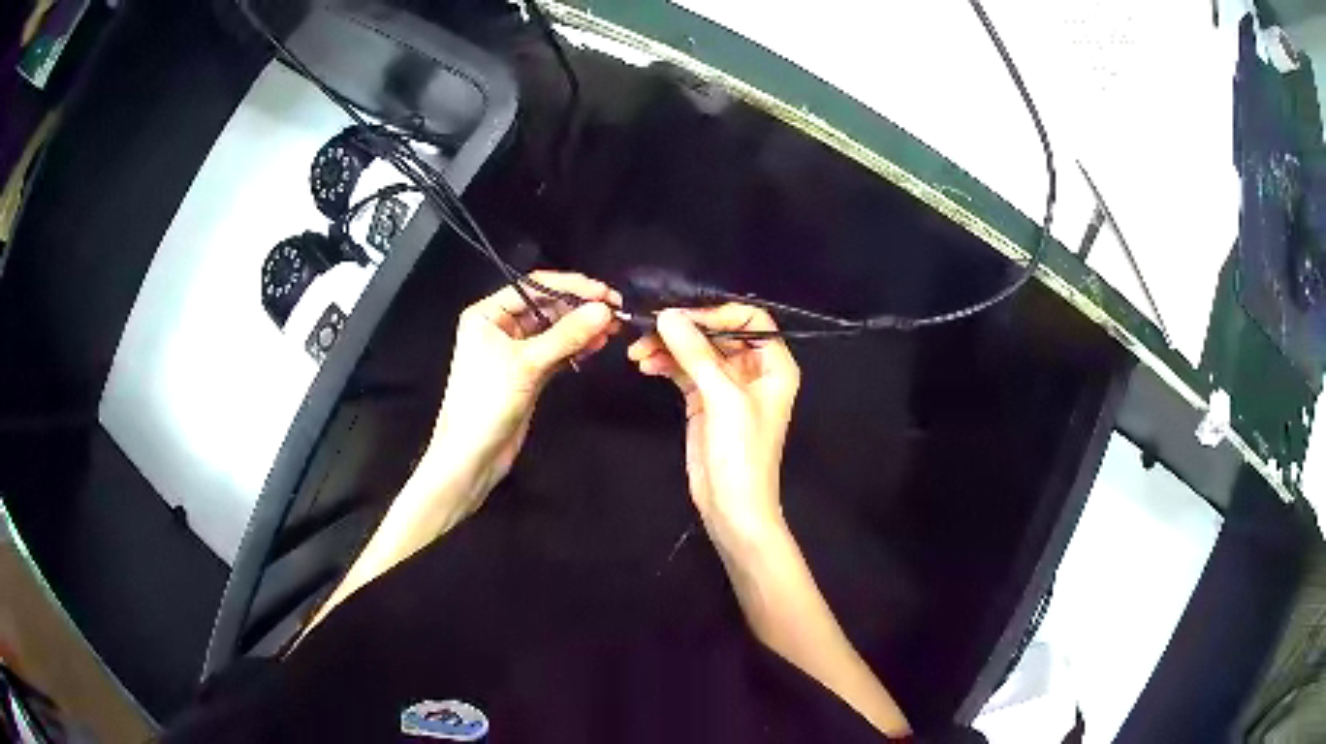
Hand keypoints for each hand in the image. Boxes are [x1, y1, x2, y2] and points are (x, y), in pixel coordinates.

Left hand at [427, 271, 621, 506]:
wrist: (473, 454)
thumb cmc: (487, 401)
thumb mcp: (527, 363)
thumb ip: (567, 335)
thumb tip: (604, 310)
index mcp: (488, 314)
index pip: (534, 287)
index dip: (572, 286)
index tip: (605, 292)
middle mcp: (500, 327)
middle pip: (547, 307)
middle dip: (580, 309)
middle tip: (616, 311)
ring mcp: (515, 351)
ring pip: (555, 330)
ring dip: (582, 329)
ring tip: (613, 329)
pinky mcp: (528, 373)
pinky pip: (557, 352)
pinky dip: (576, 348)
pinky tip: (598, 345)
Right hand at [627, 305, 799, 552]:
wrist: (732, 507)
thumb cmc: (742, 454)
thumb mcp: (723, 399)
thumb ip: (696, 354)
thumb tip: (668, 316)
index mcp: (773, 365)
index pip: (749, 320)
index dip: (717, 313)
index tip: (682, 317)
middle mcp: (753, 370)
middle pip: (718, 333)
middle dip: (684, 330)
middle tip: (649, 329)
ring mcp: (727, 386)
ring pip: (697, 351)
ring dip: (668, 348)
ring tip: (638, 352)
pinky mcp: (704, 401)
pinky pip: (684, 371)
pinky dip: (665, 365)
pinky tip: (645, 364)